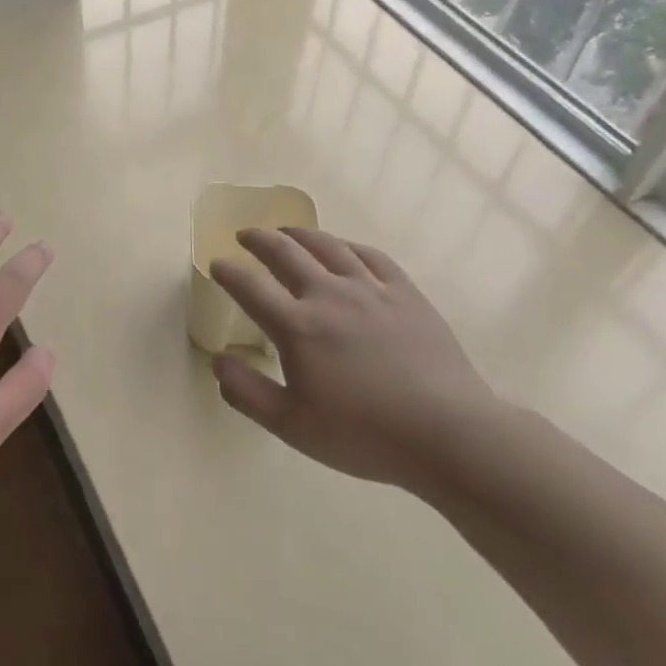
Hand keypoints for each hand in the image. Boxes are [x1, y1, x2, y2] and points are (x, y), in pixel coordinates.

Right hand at [209, 227, 500, 494]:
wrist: (448, 434)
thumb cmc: (364, 435)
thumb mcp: (292, 426)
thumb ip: (247, 392)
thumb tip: (218, 361)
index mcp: (297, 327)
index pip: (250, 287)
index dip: (228, 272)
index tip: (217, 264)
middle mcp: (329, 296)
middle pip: (286, 253)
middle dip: (259, 240)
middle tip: (245, 235)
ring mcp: (371, 290)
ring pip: (328, 246)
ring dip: (300, 234)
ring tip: (286, 231)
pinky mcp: (405, 294)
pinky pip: (371, 256)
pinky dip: (347, 246)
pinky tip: (342, 248)